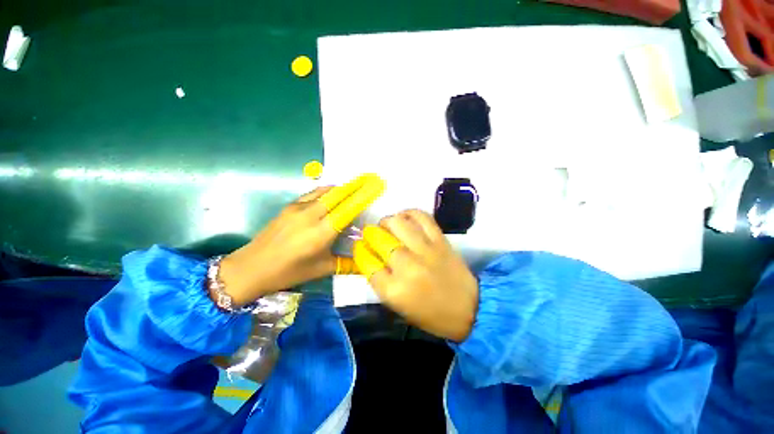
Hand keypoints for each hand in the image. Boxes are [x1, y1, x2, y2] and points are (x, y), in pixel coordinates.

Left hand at [217, 174, 384, 306]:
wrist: (251, 266)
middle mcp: (312, 215)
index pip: (348, 208)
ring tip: (354, 187)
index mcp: (322, 232)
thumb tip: (366, 262)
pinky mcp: (290, 206)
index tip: (375, 185)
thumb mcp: (322, 269)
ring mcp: (299, 208)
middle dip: (356, 185)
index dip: (363, 195)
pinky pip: (314, 193)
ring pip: (326, 191)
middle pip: (338, 193)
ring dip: (342, 187)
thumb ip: (347, 264)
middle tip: (369, 179)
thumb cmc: (290, 271)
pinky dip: (327, 191)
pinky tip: (332, 195)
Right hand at [353, 210, 478, 341]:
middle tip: (371, 234)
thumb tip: (369, 254)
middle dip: (370, 233)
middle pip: (379, 239)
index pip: (366, 262)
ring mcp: (425, 250)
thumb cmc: (430, 314)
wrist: (469, 308)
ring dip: (387, 221)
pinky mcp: (440, 240)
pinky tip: (405, 217)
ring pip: (398, 223)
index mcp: (393, 290)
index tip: (360, 247)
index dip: (359, 251)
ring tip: (387, 225)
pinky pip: (422, 217)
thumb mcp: (398, 304)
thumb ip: (380, 280)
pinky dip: (410, 213)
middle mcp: (407, 266)